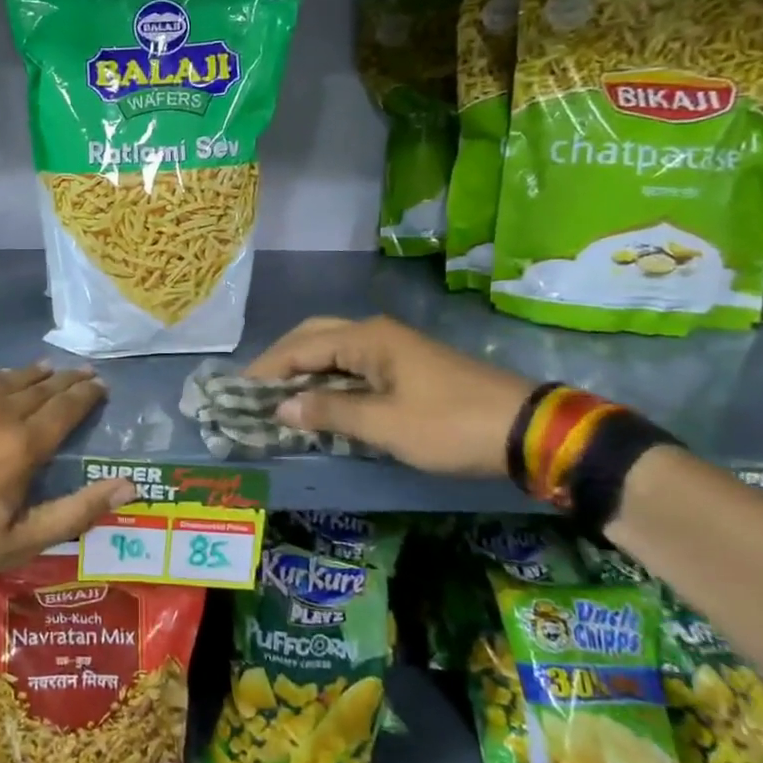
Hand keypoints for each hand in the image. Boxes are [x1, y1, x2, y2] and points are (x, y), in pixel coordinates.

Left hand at [0, 364, 135, 587]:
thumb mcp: (22, 540)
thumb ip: (78, 510)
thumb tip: (129, 486)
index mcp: (23, 444)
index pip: (66, 408)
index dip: (87, 394)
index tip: (100, 385)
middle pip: (39, 387)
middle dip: (65, 379)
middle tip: (82, 372)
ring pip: (4, 379)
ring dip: (30, 375)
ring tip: (45, 369)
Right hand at [247, 316, 533, 478]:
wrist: (525, 430)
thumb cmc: (449, 425)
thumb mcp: (384, 424)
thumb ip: (329, 412)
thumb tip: (281, 408)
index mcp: (367, 338)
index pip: (300, 347)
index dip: (267, 369)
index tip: (238, 391)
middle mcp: (375, 333)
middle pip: (314, 336)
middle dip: (282, 359)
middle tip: (256, 388)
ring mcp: (393, 347)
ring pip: (333, 347)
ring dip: (304, 367)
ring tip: (279, 394)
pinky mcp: (406, 365)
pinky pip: (352, 362)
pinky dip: (328, 376)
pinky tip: (320, 398)